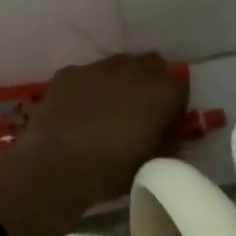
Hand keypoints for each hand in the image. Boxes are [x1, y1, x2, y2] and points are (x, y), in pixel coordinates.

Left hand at [17, 53, 185, 206]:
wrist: (54, 164)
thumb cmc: (110, 169)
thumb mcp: (151, 164)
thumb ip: (168, 143)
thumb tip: (170, 134)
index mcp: (161, 92)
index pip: (181, 87)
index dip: (175, 106)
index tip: (166, 124)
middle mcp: (134, 69)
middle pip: (153, 66)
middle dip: (151, 83)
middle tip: (140, 111)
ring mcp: (100, 67)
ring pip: (119, 66)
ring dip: (121, 82)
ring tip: (107, 111)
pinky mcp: (71, 71)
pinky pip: (88, 75)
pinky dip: (89, 88)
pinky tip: (78, 111)